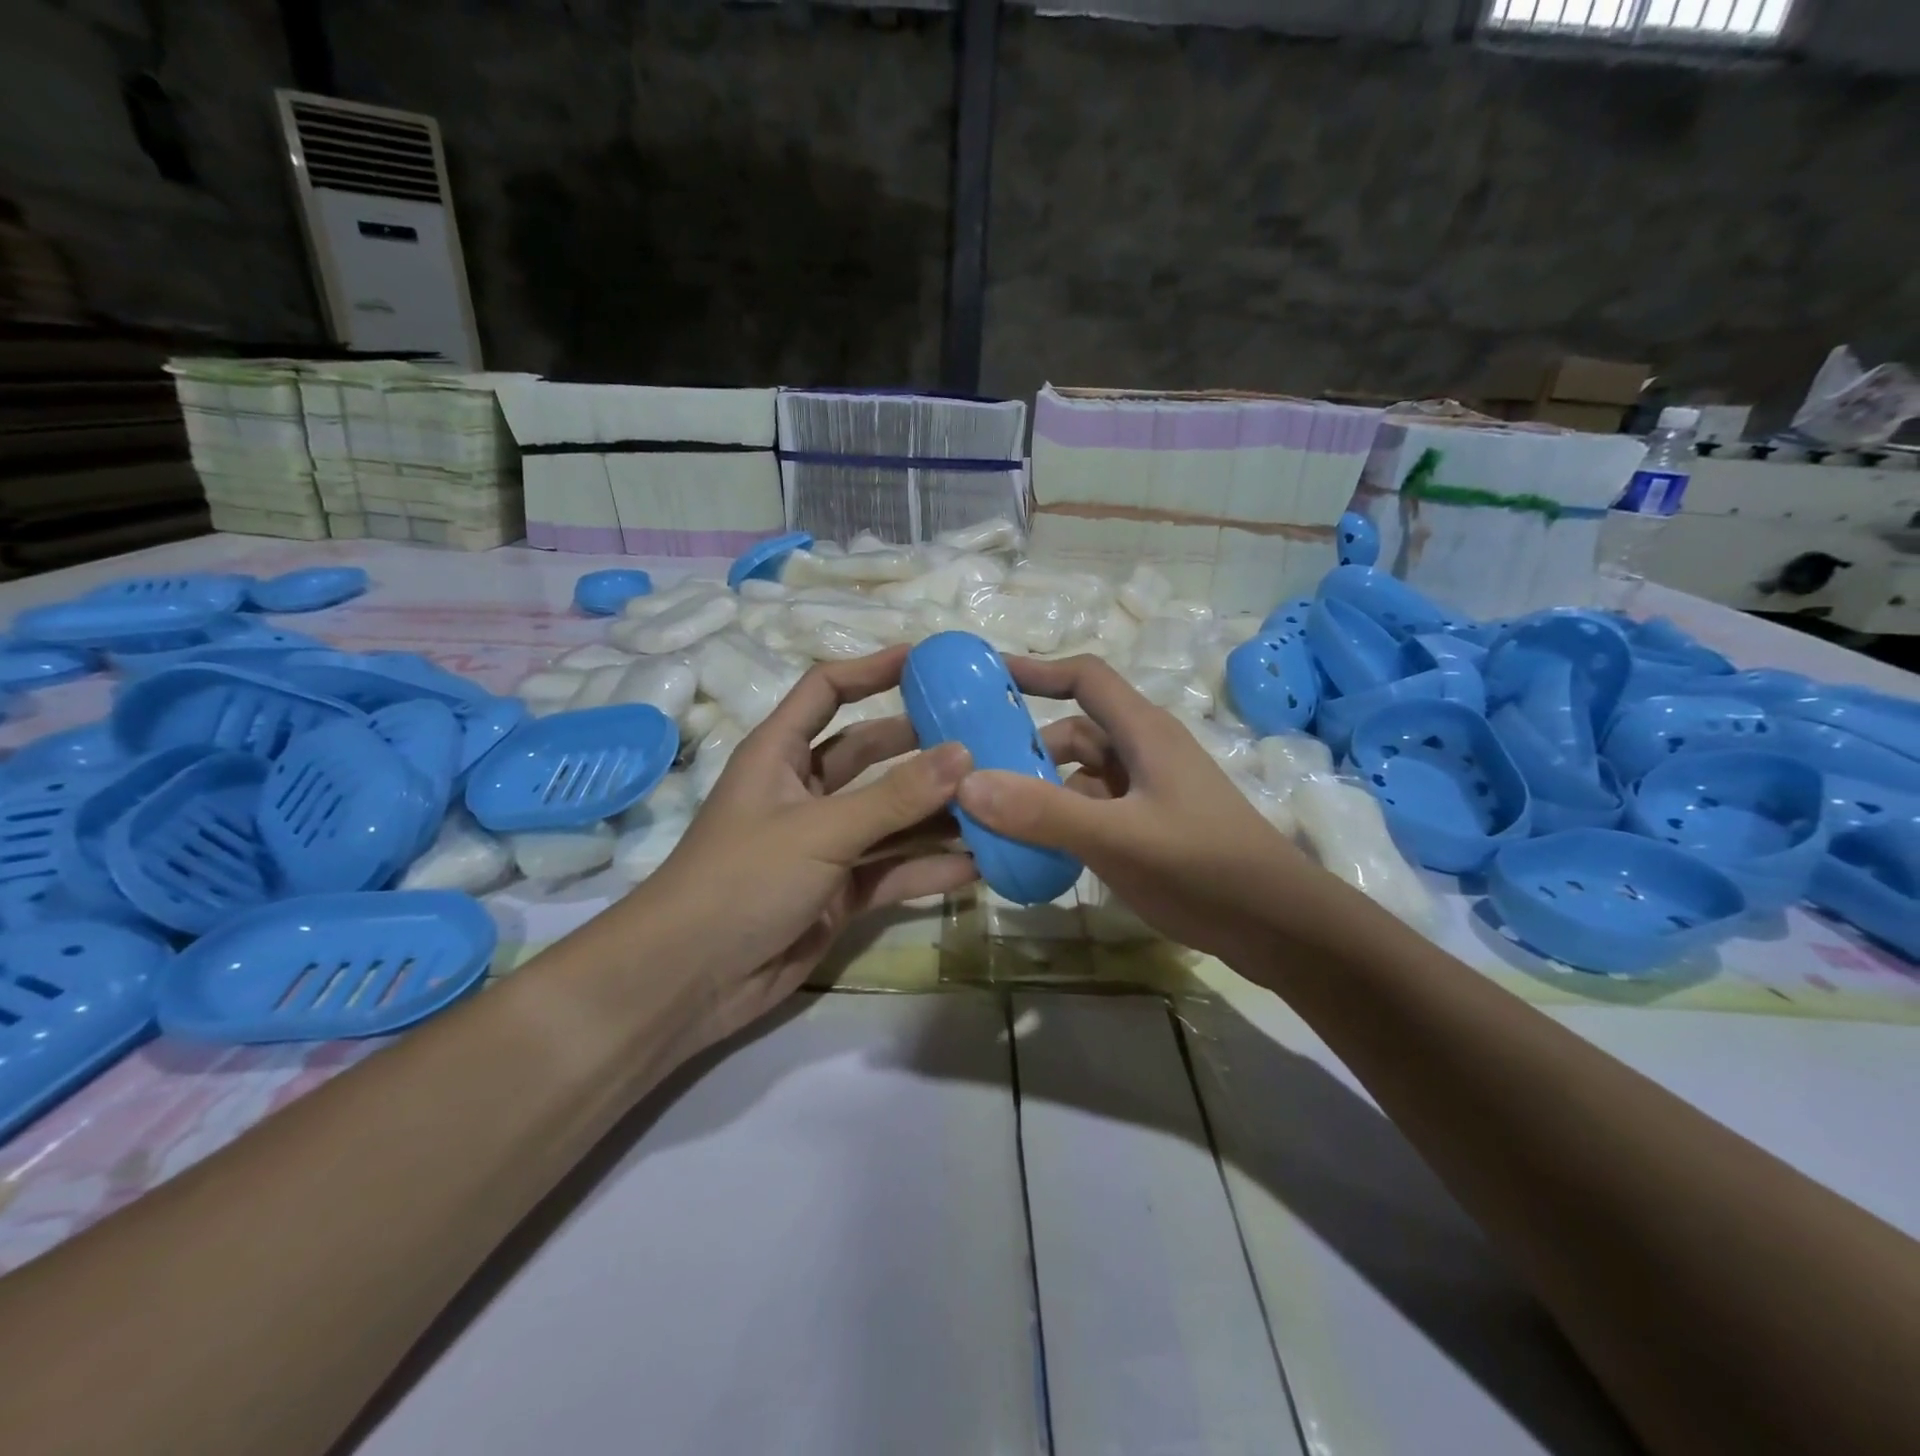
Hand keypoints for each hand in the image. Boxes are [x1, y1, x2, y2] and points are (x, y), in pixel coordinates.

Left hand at [630, 647, 978, 1052]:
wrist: (689, 981)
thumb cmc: (742, 880)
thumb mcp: (820, 830)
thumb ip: (895, 796)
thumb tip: (964, 753)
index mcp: (780, 753)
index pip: (827, 690)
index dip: (872, 669)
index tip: (928, 661)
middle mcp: (804, 791)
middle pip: (871, 753)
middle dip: (922, 747)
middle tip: (985, 738)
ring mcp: (825, 844)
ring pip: (891, 816)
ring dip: (937, 812)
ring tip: (998, 801)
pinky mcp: (840, 892)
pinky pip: (894, 870)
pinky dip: (931, 867)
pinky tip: (981, 864)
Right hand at [959, 654, 1327, 961]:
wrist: (1277, 926)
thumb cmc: (1203, 866)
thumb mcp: (1118, 838)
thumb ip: (1043, 813)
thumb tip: (967, 784)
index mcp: (1143, 733)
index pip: (1085, 678)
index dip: (1036, 670)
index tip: (985, 676)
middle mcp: (1143, 754)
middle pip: (1074, 734)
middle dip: (1026, 750)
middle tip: (973, 775)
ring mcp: (1147, 793)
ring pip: (1080, 778)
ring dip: (1041, 793)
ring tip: (994, 822)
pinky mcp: (1149, 828)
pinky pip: (1092, 812)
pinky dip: (1062, 823)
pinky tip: (1036, 852)